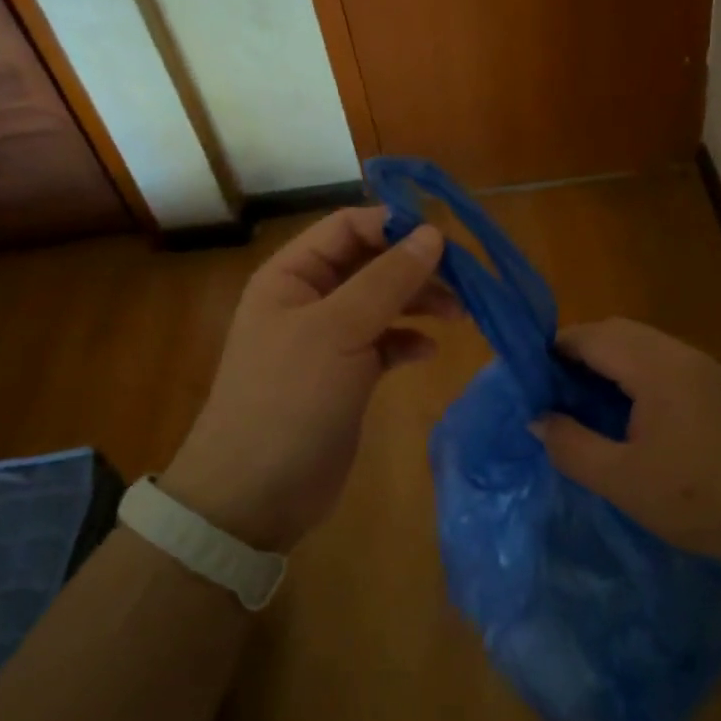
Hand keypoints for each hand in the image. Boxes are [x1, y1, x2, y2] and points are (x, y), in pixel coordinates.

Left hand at [159, 208, 453, 551]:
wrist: (255, 495)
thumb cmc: (289, 399)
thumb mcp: (339, 331)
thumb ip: (388, 279)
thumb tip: (432, 233)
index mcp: (292, 275)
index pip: (349, 227)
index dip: (394, 225)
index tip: (444, 239)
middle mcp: (309, 299)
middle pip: (371, 263)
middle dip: (416, 267)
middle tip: (465, 280)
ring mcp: (328, 339)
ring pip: (383, 302)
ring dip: (420, 302)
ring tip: (460, 314)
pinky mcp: (346, 376)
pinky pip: (384, 343)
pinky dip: (408, 340)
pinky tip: (428, 351)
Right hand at [532, 318, 720, 569]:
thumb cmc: (699, 498)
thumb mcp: (622, 481)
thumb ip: (572, 446)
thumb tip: (537, 419)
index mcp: (655, 366)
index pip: (591, 336)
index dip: (554, 350)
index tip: (530, 379)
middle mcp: (680, 354)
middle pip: (616, 331)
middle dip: (579, 353)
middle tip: (554, 392)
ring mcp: (704, 368)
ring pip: (642, 345)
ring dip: (608, 363)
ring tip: (586, 404)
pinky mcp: (719, 387)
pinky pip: (663, 363)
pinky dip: (634, 374)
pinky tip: (630, 415)